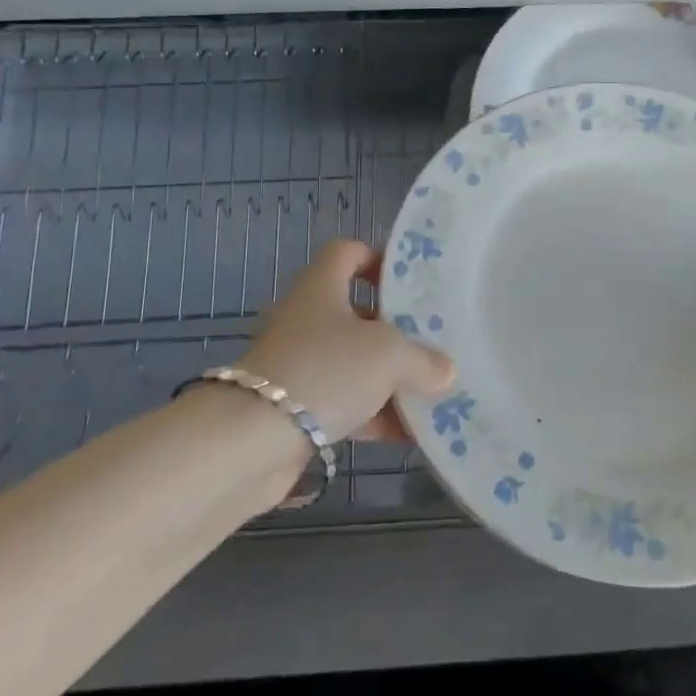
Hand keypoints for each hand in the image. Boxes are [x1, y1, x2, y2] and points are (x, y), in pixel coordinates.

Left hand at [241, 240, 455, 442]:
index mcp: (322, 288)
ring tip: (433, 390)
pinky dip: (374, 414)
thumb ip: (424, 360)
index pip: (348, 253)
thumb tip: (445, 372)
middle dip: (398, 328)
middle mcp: (308, 319)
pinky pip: (345, 402)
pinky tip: (409, 432)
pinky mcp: (296, 408)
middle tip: (436, 339)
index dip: (379, 259)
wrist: (249, 443)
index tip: (413, 283)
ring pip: (355, 361)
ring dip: (390, 376)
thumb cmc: (325, 371)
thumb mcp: (389, 356)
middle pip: (359, 312)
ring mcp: (300, 365)